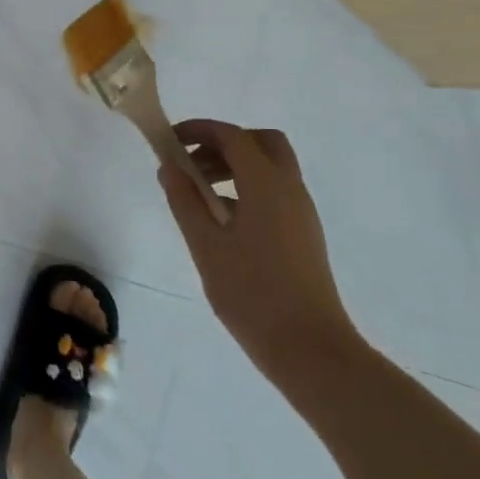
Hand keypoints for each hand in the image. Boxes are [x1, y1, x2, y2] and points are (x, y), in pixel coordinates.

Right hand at [158, 121, 361, 386]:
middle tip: (192, 162)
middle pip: (260, 142)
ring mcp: (301, 212)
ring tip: (199, 192)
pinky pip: (275, 191)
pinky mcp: (304, 233)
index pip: (232, 136)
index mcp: (266, 184)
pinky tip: (222, 220)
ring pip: (270, 167)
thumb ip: (185, 201)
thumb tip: (169, 167)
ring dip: (235, 166)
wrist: (310, 349)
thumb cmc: (252, 293)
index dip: (199, 130)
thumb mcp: (206, 245)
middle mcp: (290, 188)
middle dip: (223, 143)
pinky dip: (247, 187)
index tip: (169, 140)